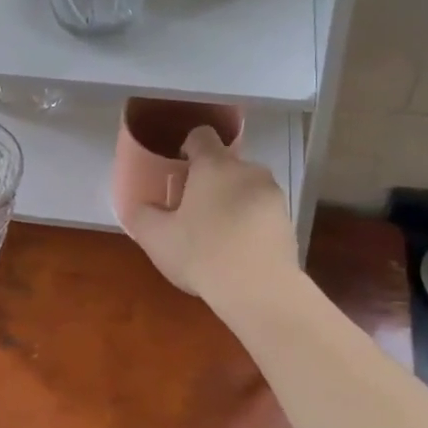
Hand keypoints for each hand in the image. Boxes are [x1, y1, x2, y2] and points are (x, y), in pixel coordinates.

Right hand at [122, 126, 297, 303]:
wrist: (260, 291)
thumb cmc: (202, 253)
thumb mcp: (156, 238)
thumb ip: (141, 215)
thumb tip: (139, 206)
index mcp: (214, 165)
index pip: (201, 136)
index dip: (188, 147)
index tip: (178, 172)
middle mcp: (248, 170)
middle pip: (225, 164)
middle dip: (209, 181)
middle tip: (192, 211)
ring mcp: (273, 195)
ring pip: (246, 188)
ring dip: (232, 202)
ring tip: (217, 236)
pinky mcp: (288, 221)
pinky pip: (262, 213)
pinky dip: (250, 224)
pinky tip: (238, 252)